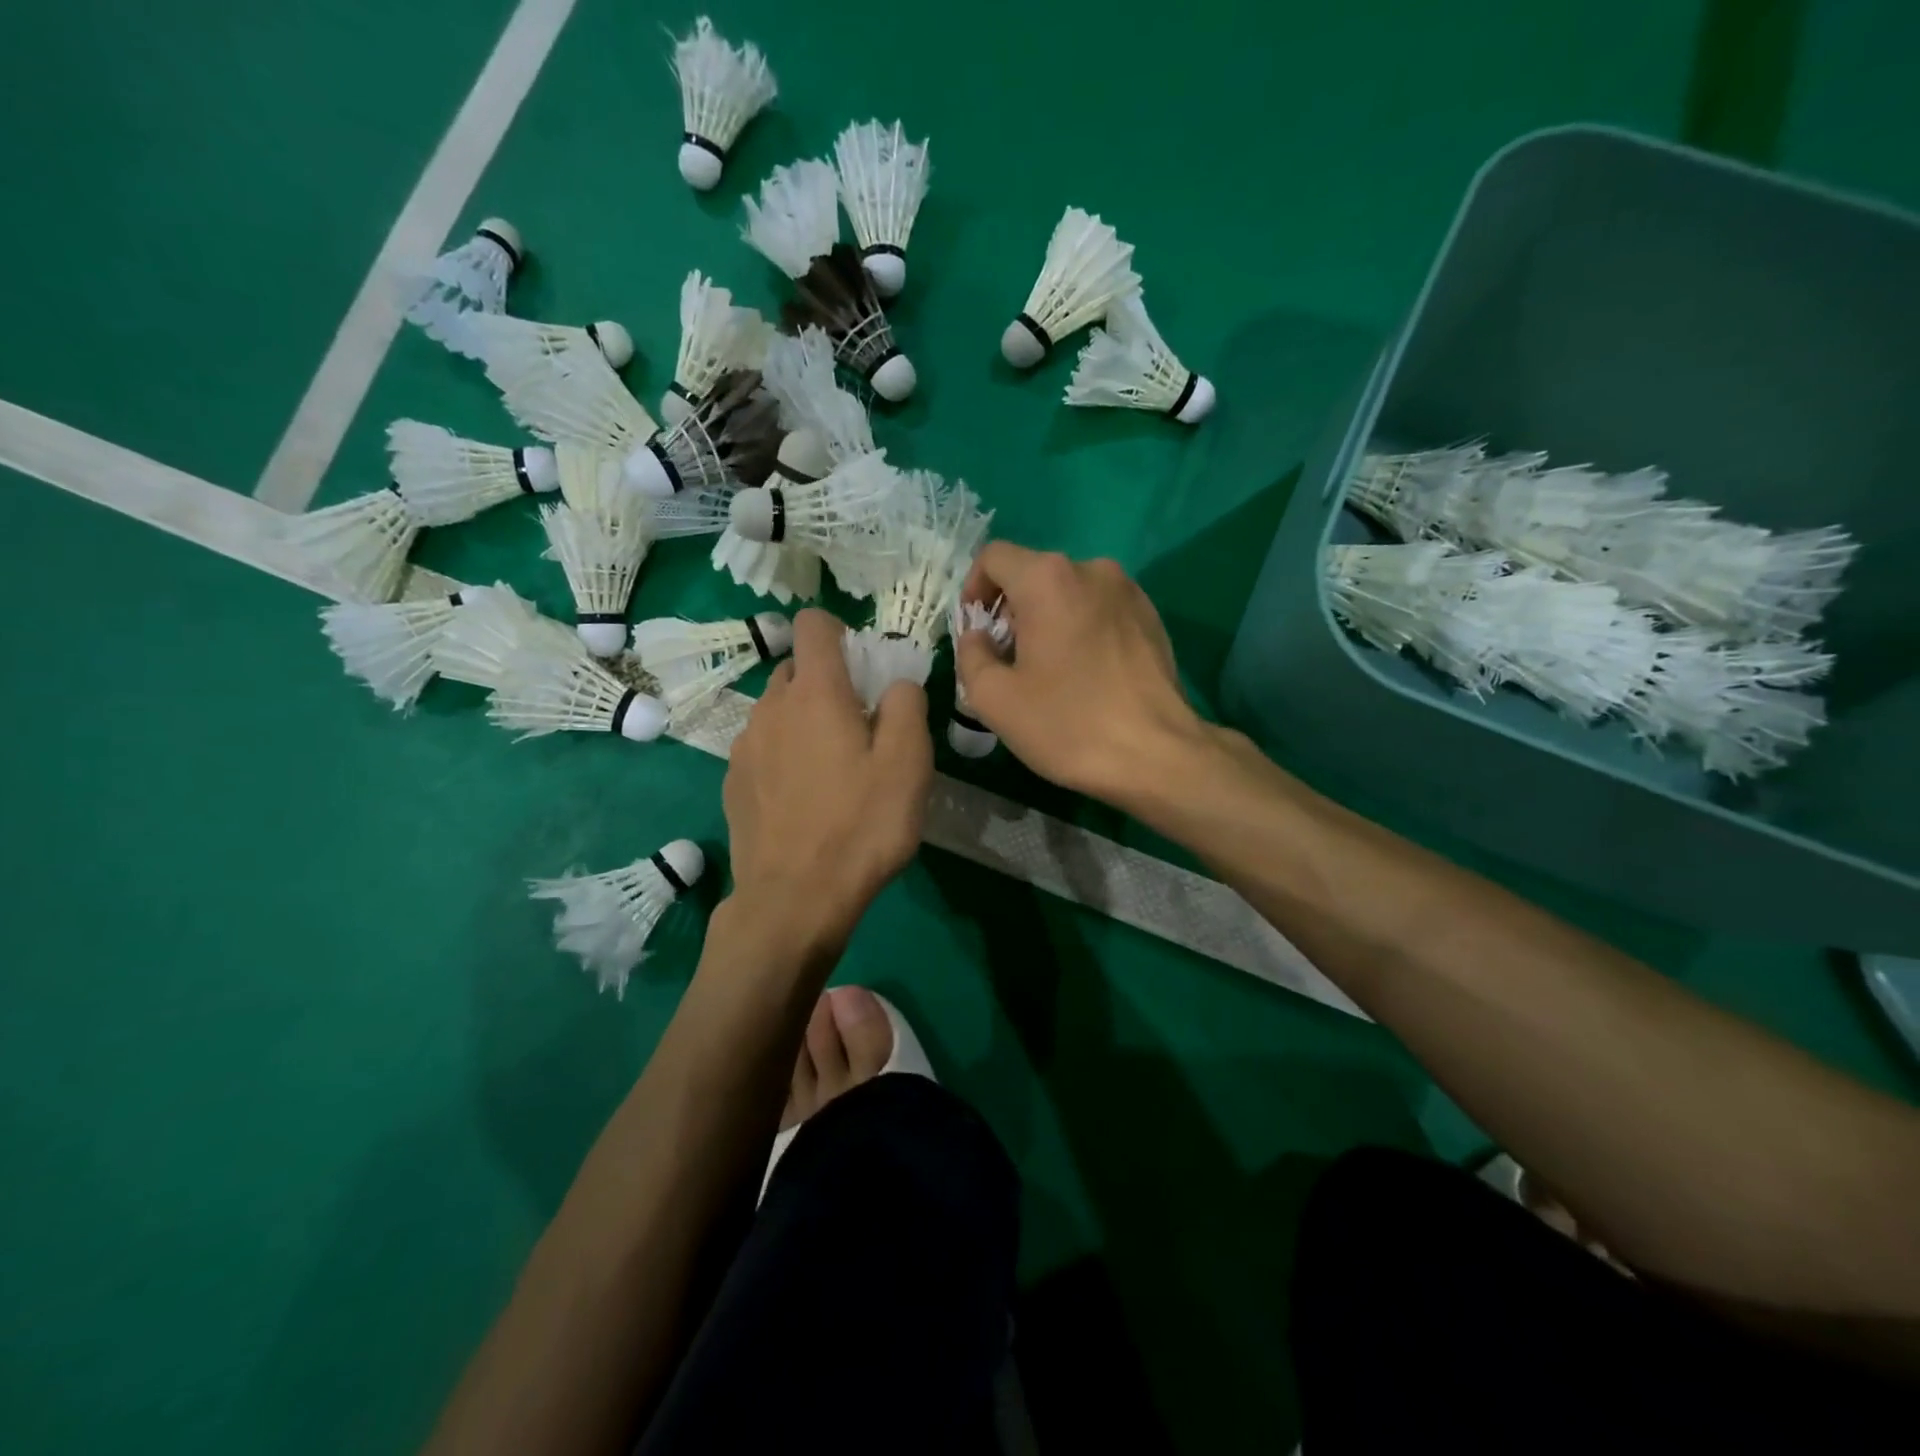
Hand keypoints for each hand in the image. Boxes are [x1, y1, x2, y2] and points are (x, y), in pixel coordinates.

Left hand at [722, 609, 933, 957]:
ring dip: (804, 720)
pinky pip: (762, 747)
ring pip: (777, 710)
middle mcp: (771, 707)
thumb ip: (907, 705)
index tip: (862, 666)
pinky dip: (784, 754)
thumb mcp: (909, 763)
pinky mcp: (733, 782)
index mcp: (815, 692)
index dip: (839, 631)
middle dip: (827, 682)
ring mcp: (745, 746)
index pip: (813, 624)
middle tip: (860, 725)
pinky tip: (802, 797)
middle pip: (796, 669)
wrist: (793, 899)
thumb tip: (896, 682)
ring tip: (831, 768)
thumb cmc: (861, 826)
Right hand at [954, 544, 1207, 806]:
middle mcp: (1091, 569)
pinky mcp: (1151, 616)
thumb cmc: (1067, 724)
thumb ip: (970, 655)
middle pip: (1033, 574)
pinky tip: (1086, 675)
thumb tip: (978, 636)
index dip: (973, 589)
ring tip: (1050, 671)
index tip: (977, 632)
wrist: (1156, 755)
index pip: (994, 557)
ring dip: (1048, 621)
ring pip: (1069, 593)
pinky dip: (1081, 629)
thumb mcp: (994, 699)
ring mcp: (1128, 591)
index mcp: (1047, 579)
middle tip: (1009, 661)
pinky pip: (1100, 610)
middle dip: (1011, 611)